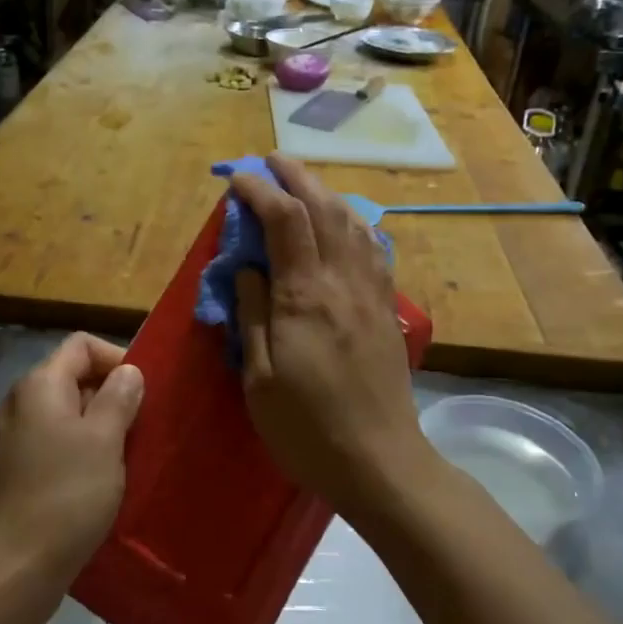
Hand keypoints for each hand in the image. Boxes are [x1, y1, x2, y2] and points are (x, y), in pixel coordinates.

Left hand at [0, 333, 143, 594]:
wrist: (10, 571)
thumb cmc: (64, 497)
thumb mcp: (104, 440)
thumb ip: (119, 398)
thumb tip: (128, 371)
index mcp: (40, 385)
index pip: (82, 345)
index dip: (117, 358)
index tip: (145, 393)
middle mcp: (22, 403)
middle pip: (74, 378)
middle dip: (113, 396)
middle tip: (143, 429)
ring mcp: (15, 439)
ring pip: (69, 416)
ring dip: (102, 429)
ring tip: (129, 457)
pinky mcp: (16, 472)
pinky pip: (57, 446)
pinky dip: (83, 454)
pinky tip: (103, 483)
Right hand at [229, 155, 431, 529]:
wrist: (380, 462)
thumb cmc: (307, 428)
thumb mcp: (260, 379)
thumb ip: (252, 316)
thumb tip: (247, 269)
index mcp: (305, 297)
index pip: (284, 221)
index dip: (258, 192)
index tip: (234, 181)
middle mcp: (343, 282)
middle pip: (325, 209)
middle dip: (296, 176)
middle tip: (270, 161)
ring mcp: (372, 294)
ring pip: (354, 223)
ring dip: (327, 193)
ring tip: (304, 185)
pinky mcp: (388, 310)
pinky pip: (374, 251)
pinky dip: (355, 224)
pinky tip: (347, 225)